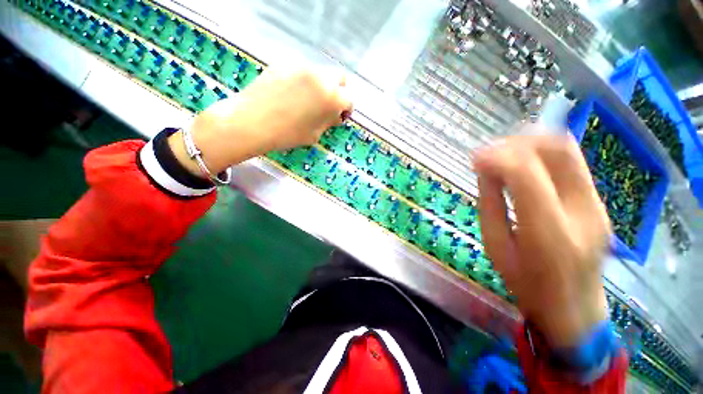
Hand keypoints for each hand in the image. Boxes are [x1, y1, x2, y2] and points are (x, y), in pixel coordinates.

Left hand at [169, 67, 351, 175]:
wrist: (251, 122)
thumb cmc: (287, 135)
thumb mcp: (314, 135)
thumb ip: (329, 122)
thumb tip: (335, 115)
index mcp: (331, 98)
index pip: (349, 100)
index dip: (346, 110)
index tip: (339, 117)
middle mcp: (320, 77)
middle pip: (339, 78)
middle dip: (338, 91)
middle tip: (327, 105)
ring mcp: (301, 67)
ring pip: (320, 73)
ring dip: (320, 86)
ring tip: (306, 101)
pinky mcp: (284, 63)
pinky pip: (302, 72)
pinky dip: (303, 82)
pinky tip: (290, 94)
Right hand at [473, 130, 610, 347]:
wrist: (573, 304)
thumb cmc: (525, 281)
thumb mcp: (495, 245)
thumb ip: (490, 203)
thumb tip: (485, 168)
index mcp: (548, 233)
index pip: (526, 175)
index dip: (498, 157)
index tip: (475, 157)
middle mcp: (582, 212)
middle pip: (556, 151)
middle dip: (517, 142)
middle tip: (489, 152)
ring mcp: (596, 203)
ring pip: (567, 149)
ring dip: (530, 142)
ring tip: (503, 153)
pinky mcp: (598, 200)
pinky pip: (570, 161)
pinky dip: (542, 152)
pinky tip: (522, 162)